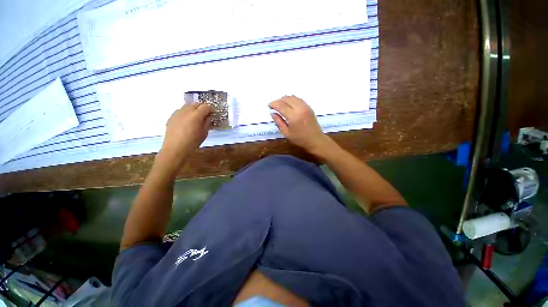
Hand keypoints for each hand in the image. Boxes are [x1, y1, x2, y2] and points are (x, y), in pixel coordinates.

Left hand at [160, 103, 211, 163]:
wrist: (175, 148)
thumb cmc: (192, 142)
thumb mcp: (204, 133)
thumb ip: (207, 123)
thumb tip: (209, 117)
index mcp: (196, 115)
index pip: (206, 106)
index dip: (210, 109)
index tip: (212, 114)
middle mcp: (186, 111)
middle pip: (196, 104)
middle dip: (202, 108)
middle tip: (205, 115)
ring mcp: (178, 113)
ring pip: (188, 105)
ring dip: (194, 109)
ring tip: (196, 117)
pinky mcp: (172, 116)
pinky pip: (181, 110)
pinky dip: (186, 112)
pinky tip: (187, 120)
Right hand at [269, 96, 332, 154]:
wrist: (316, 140)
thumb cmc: (300, 139)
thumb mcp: (286, 133)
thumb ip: (279, 122)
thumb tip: (273, 113)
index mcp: (293, 117)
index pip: (281, 105)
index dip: (273, 104)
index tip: (269, 106)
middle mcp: (300, 109)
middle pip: (286, 99)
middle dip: (278, 100)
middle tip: (274, 106)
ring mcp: (305, 107)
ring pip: (293, 97)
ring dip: (285, 99)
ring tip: (280, 105)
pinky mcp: (309, 107)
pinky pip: (298, 99)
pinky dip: (292, 99)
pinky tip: (289, 105)